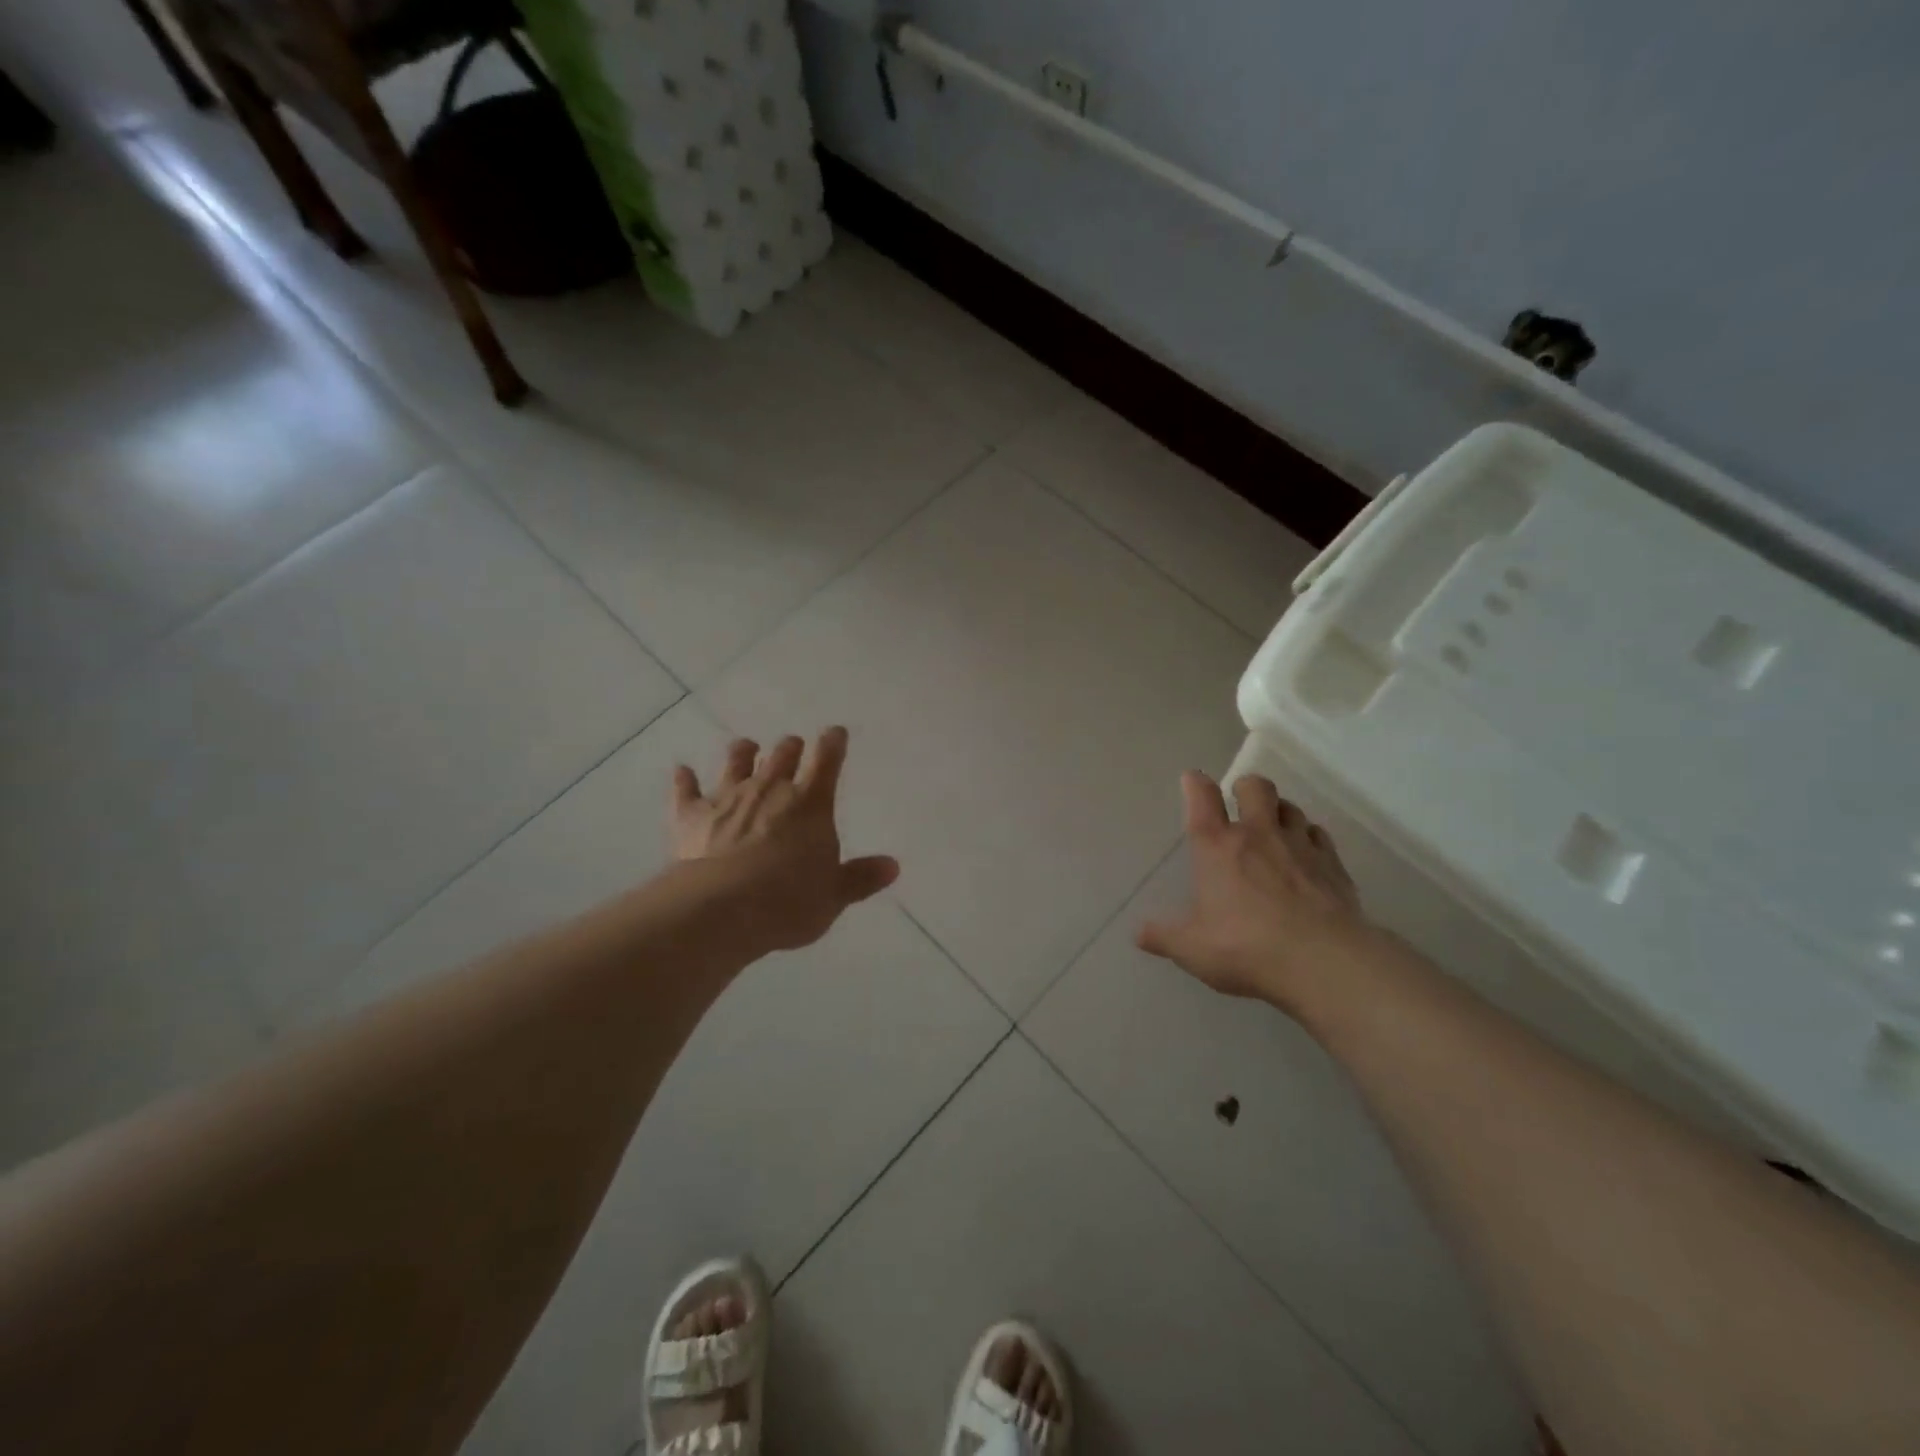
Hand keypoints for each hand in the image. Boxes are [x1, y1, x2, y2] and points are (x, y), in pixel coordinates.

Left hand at [672, 727, 898, 953]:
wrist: (721, 909)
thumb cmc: (788, 901)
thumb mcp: (834, 895)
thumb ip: (861, 877)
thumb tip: (893, 866)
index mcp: (810, 803)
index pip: (827, 760)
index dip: (833, 743)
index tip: (835, 733)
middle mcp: (769, 790)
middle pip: (782, 756)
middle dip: (790, 748)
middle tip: (793, 745)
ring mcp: (727, 798)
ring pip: (736, 763)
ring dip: (743, 753)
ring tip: (746, 746)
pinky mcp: (691, 816)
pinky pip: (686, 791)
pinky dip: (684, 779)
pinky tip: (682, 770)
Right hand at [1137, 771, 1370, 1008]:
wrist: (1323, 962)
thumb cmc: (1245, 948)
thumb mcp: (1192, 949)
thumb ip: (1164, 937)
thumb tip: (1140, 934)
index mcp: (1217, 847)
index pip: (1202, 797)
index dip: (1195, 783)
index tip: (1192, 780)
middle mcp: (1258, 834)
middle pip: (1255, 787)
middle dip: (1246, 788)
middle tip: (1240, 803)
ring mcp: (1300, 846)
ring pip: (1291, 808)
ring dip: (1279, 812)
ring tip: (1274, 829)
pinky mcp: (1333, 865)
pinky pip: (1319, 836)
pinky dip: (1310, 838)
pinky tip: (1307, 856)